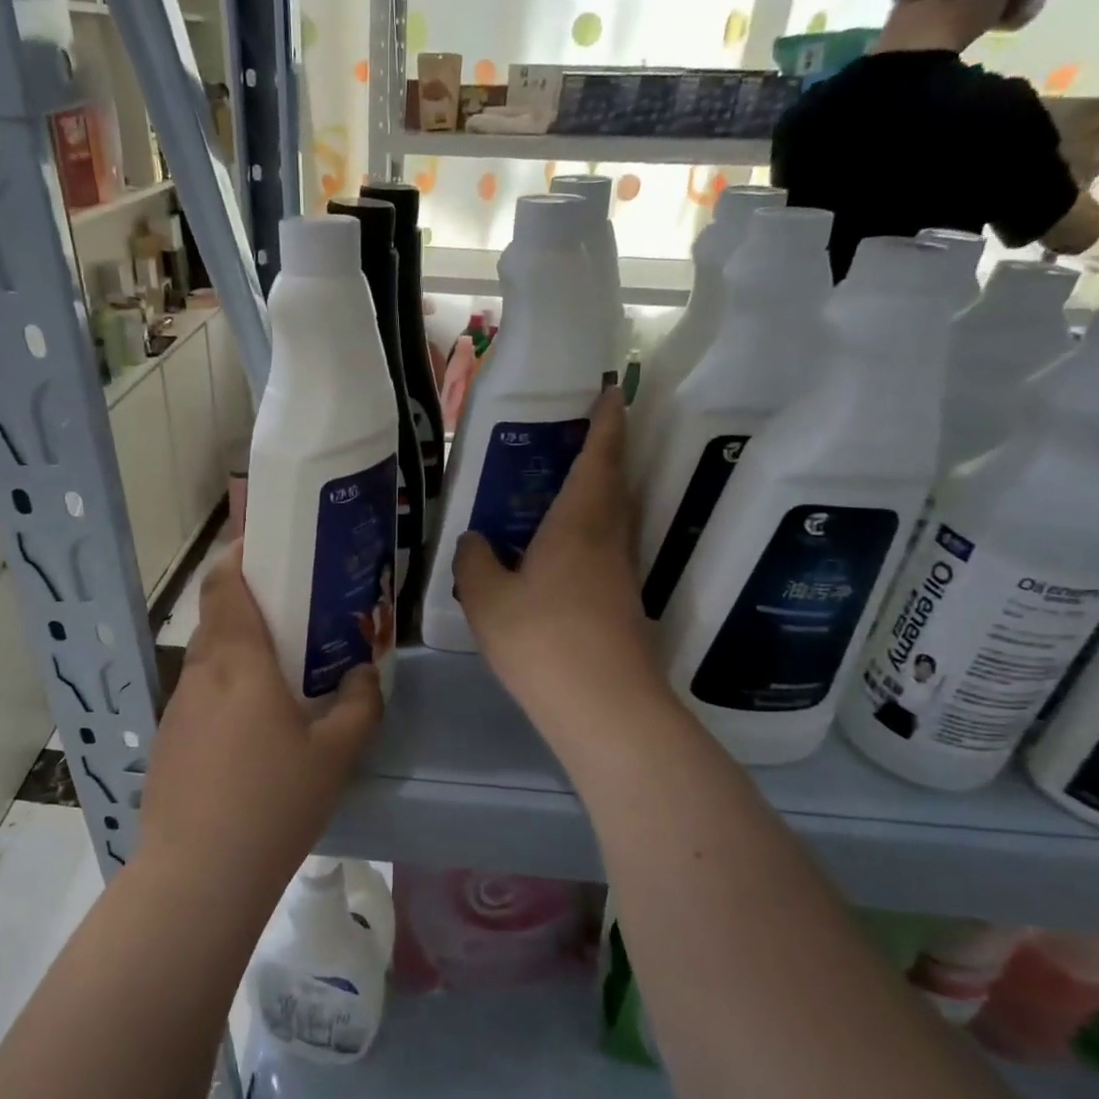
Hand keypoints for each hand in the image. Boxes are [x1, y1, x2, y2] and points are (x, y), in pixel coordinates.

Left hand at [138, 546, 382, 882]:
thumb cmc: (273, 802)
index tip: (267, 546)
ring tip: (280, 674)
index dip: (238, 554)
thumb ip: (359, 705)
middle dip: (251, 603)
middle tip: (295, 614)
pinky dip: (225, 691)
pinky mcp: (168, 742)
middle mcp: (201, 673)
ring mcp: (178, 708)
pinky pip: (200, 697)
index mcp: (239, 661)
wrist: (198, 876)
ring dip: (240, 651)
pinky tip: (252, 731)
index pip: (224, 583)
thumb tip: (363, 673)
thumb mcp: (335, 754)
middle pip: (218, 616)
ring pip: (209, 659)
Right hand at [452, 389, 664, 724]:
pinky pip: (605, 553)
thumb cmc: (542, 639)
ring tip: (562, 493)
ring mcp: (621, 575)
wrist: (604, 707)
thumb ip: (475, 563)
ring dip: (598, 497)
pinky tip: (559, 557)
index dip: (607, 421)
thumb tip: (475, 541)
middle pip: (614, 485)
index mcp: (579, 523)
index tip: (613, 392)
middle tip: (578, 438)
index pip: (599, 457)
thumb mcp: (488, 600)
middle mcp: (609, 540)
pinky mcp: (623, 606)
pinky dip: (588, 538)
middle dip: (604, 455)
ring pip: (613, 520)